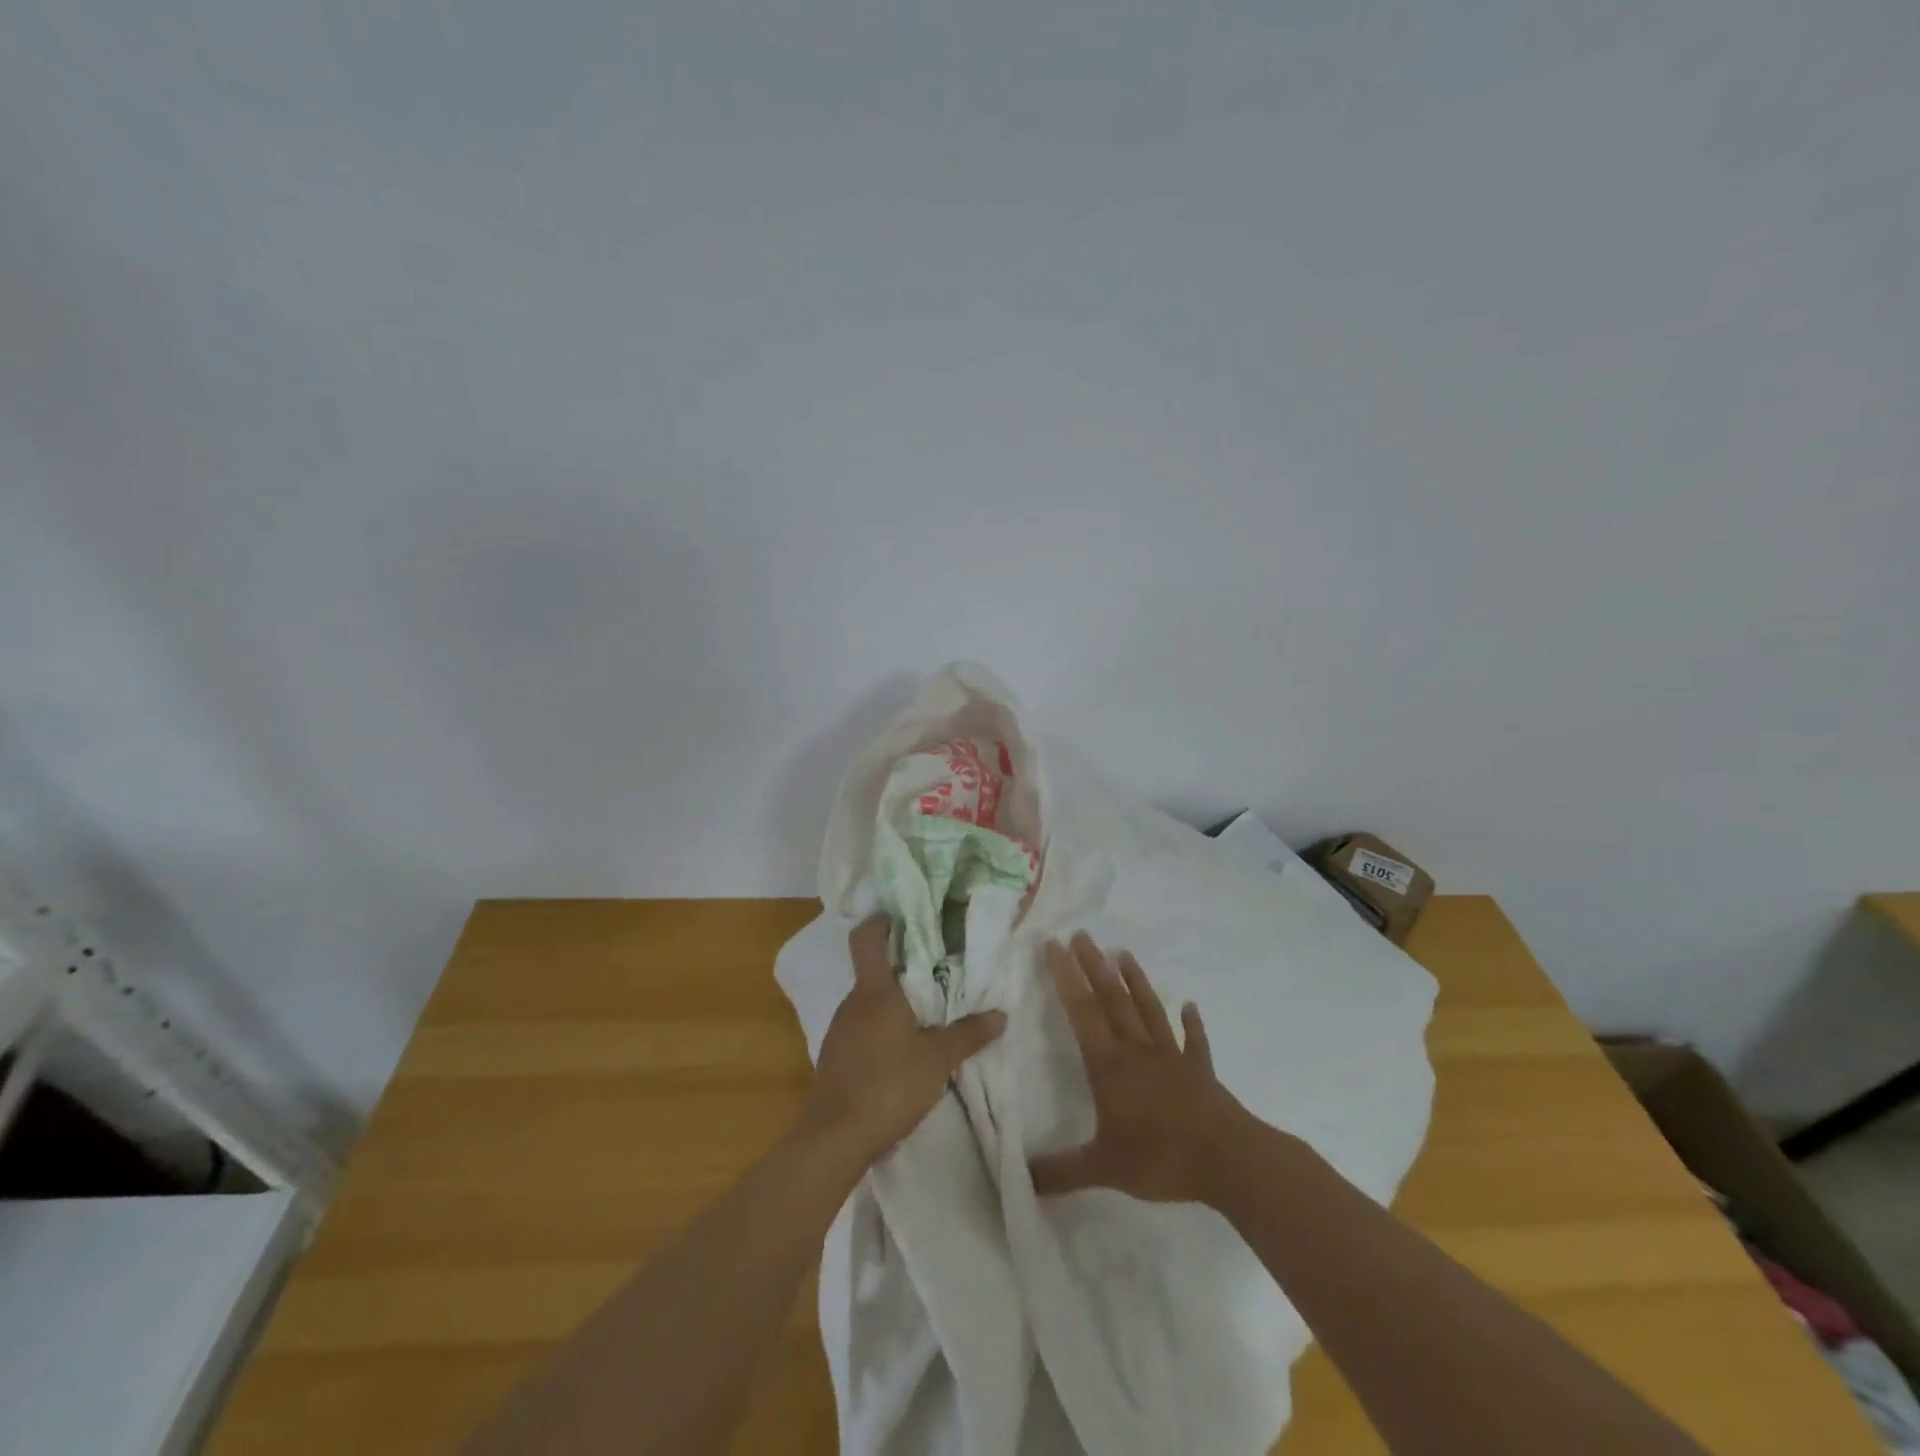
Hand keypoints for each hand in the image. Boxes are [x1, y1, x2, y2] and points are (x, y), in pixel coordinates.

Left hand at [803, 916, 1006, 1167]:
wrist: (836, 1137)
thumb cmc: (889, 1084)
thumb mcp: (938, 1059)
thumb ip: (968, 1034)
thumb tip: (1001, 1014)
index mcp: (874, 991)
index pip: (866, 939)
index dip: (880, 922)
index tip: (900, 917)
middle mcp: (852, 1002)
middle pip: (873, 971)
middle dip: (902, 967)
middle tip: (937, 970)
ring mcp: (839, 1029)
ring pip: (868, 1002)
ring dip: (893, 1001)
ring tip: (926, 1012)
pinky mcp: (836, 1056)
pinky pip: (861, 1027)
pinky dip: (881, 1027)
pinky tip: (902, 1050)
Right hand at [1029, 934, 1244, 1203]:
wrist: (1229, 1161)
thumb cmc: (1161, 1157)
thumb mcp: (1103, 1169)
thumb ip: (1061, 1172)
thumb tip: (1018, 1180)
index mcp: (1110, 1065)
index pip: (1082, 1011)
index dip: (1065, 977)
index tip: (1053, 944)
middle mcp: (1138, 1051)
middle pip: (1113, 999)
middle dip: (1094, 966)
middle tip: (1082, 934)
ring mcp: (1173, 1059)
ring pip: (1149, 1011)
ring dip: (1136, 981)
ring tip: (1124, 952)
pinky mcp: (1201, 1074)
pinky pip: (1194, 1043)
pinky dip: (1192, 1024)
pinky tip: (1190, 1007)